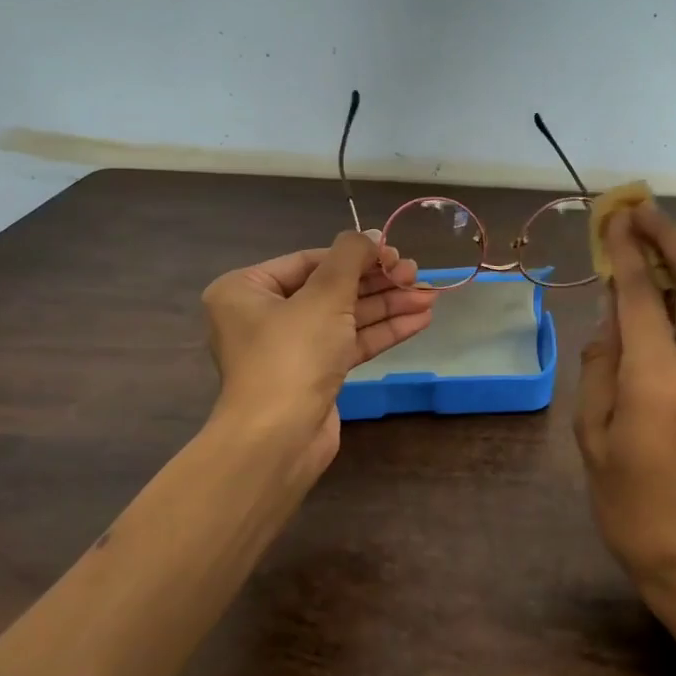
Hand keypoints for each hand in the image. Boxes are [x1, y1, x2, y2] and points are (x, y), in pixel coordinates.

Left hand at [202, 230, 434, 484]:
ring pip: (343, 318)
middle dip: (377, 283)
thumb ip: (350, 258)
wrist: (279, 440)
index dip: (356, 255)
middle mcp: (262, 316)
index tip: (395, 253)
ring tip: (428, 297)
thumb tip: (368, 235)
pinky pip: (348, 344)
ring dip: (386, 307)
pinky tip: (418, 321)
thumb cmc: (292, 355)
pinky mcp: (313, 376)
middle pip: (330, 289)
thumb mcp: (324, 296)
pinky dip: (380, 332)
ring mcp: (289, 349)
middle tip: (416, 275)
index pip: (309, 261)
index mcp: (246, 290)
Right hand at [574, 204, 675, 616]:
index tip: (614, 218)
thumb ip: (599, 372)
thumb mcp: (594, 441)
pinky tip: (669, 290)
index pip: (643, 297)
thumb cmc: (633, 510)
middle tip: (643, 212)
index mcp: (659, 383)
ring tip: (656, 237)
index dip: (627, 252)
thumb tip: (610, 323)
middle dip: (675, 237)